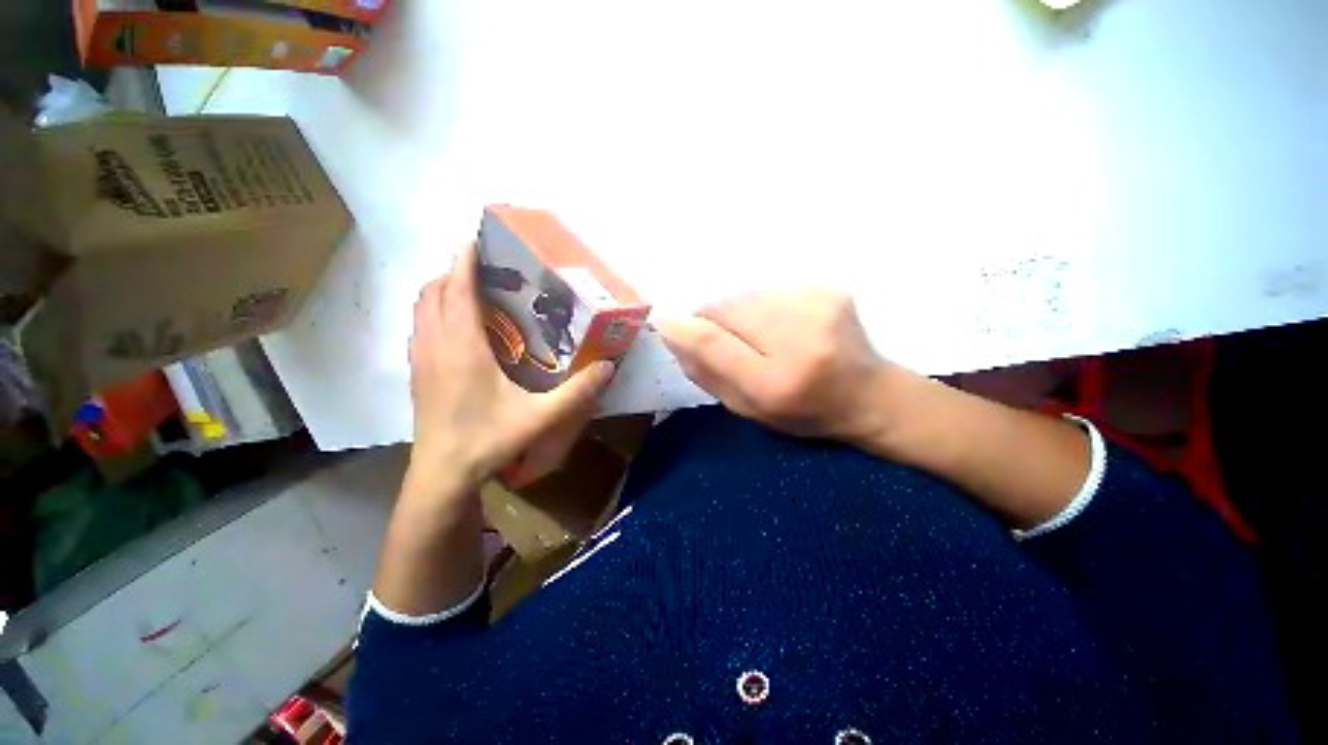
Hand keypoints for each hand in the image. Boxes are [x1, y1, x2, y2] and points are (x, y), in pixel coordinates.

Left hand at [406, 243, 614, 500]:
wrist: (442, 476)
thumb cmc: (488, 441)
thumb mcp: (541, 418)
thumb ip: (577, 393)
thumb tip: (608, 367)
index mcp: (463, 348)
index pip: (457, 290)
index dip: (464, 262)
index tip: (476, 241)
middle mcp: (436, 345)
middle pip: (433, 292)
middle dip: (453, 272)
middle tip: (484, 270)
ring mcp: (421, 359)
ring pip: (421, 309)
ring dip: (441, 291)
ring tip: (470, 291)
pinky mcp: (417, 373)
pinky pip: (420, 328)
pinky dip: (434, 313)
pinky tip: (457, 328)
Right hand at [660, 290, 915, 443]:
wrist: (868, 395)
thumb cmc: (802, 413)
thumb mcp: (747, 409)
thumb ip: (707, 373)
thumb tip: (673, 334)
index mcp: (776, 383)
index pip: (714, 341)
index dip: (684, 328)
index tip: (667, 323)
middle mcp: (799, 339)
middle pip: (727, 307)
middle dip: (714, 319)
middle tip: (728, 340)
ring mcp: (818, 306)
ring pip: (747, 294)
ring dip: (740, 312)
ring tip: (762, 335)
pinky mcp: (829, 289)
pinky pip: (772, 290)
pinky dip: (765, 306)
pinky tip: (785, 325)